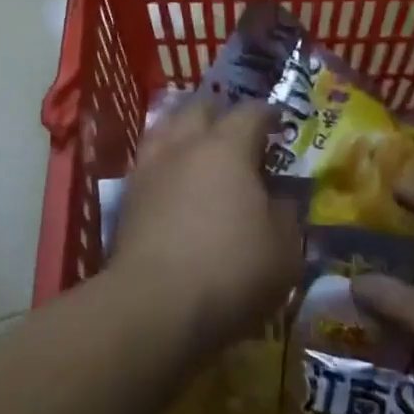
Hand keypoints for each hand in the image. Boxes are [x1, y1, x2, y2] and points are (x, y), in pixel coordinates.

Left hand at [109, 98, 301, 353]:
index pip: (250, 113)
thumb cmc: (231, 271)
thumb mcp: (284, 249)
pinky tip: (173, 180)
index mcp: (227, 148)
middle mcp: (185, 146)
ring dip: (185, 129)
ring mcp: (150, 169)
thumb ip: (286, 214)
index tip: (278, 121)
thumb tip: (281, 198)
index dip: (267, 113)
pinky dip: (165, 162)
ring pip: (166, 128)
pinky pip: (149, 162)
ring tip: (198, 146)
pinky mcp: (127, 198)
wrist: (154, 305)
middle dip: (221, 112)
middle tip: (237, 130)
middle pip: (200, 108)